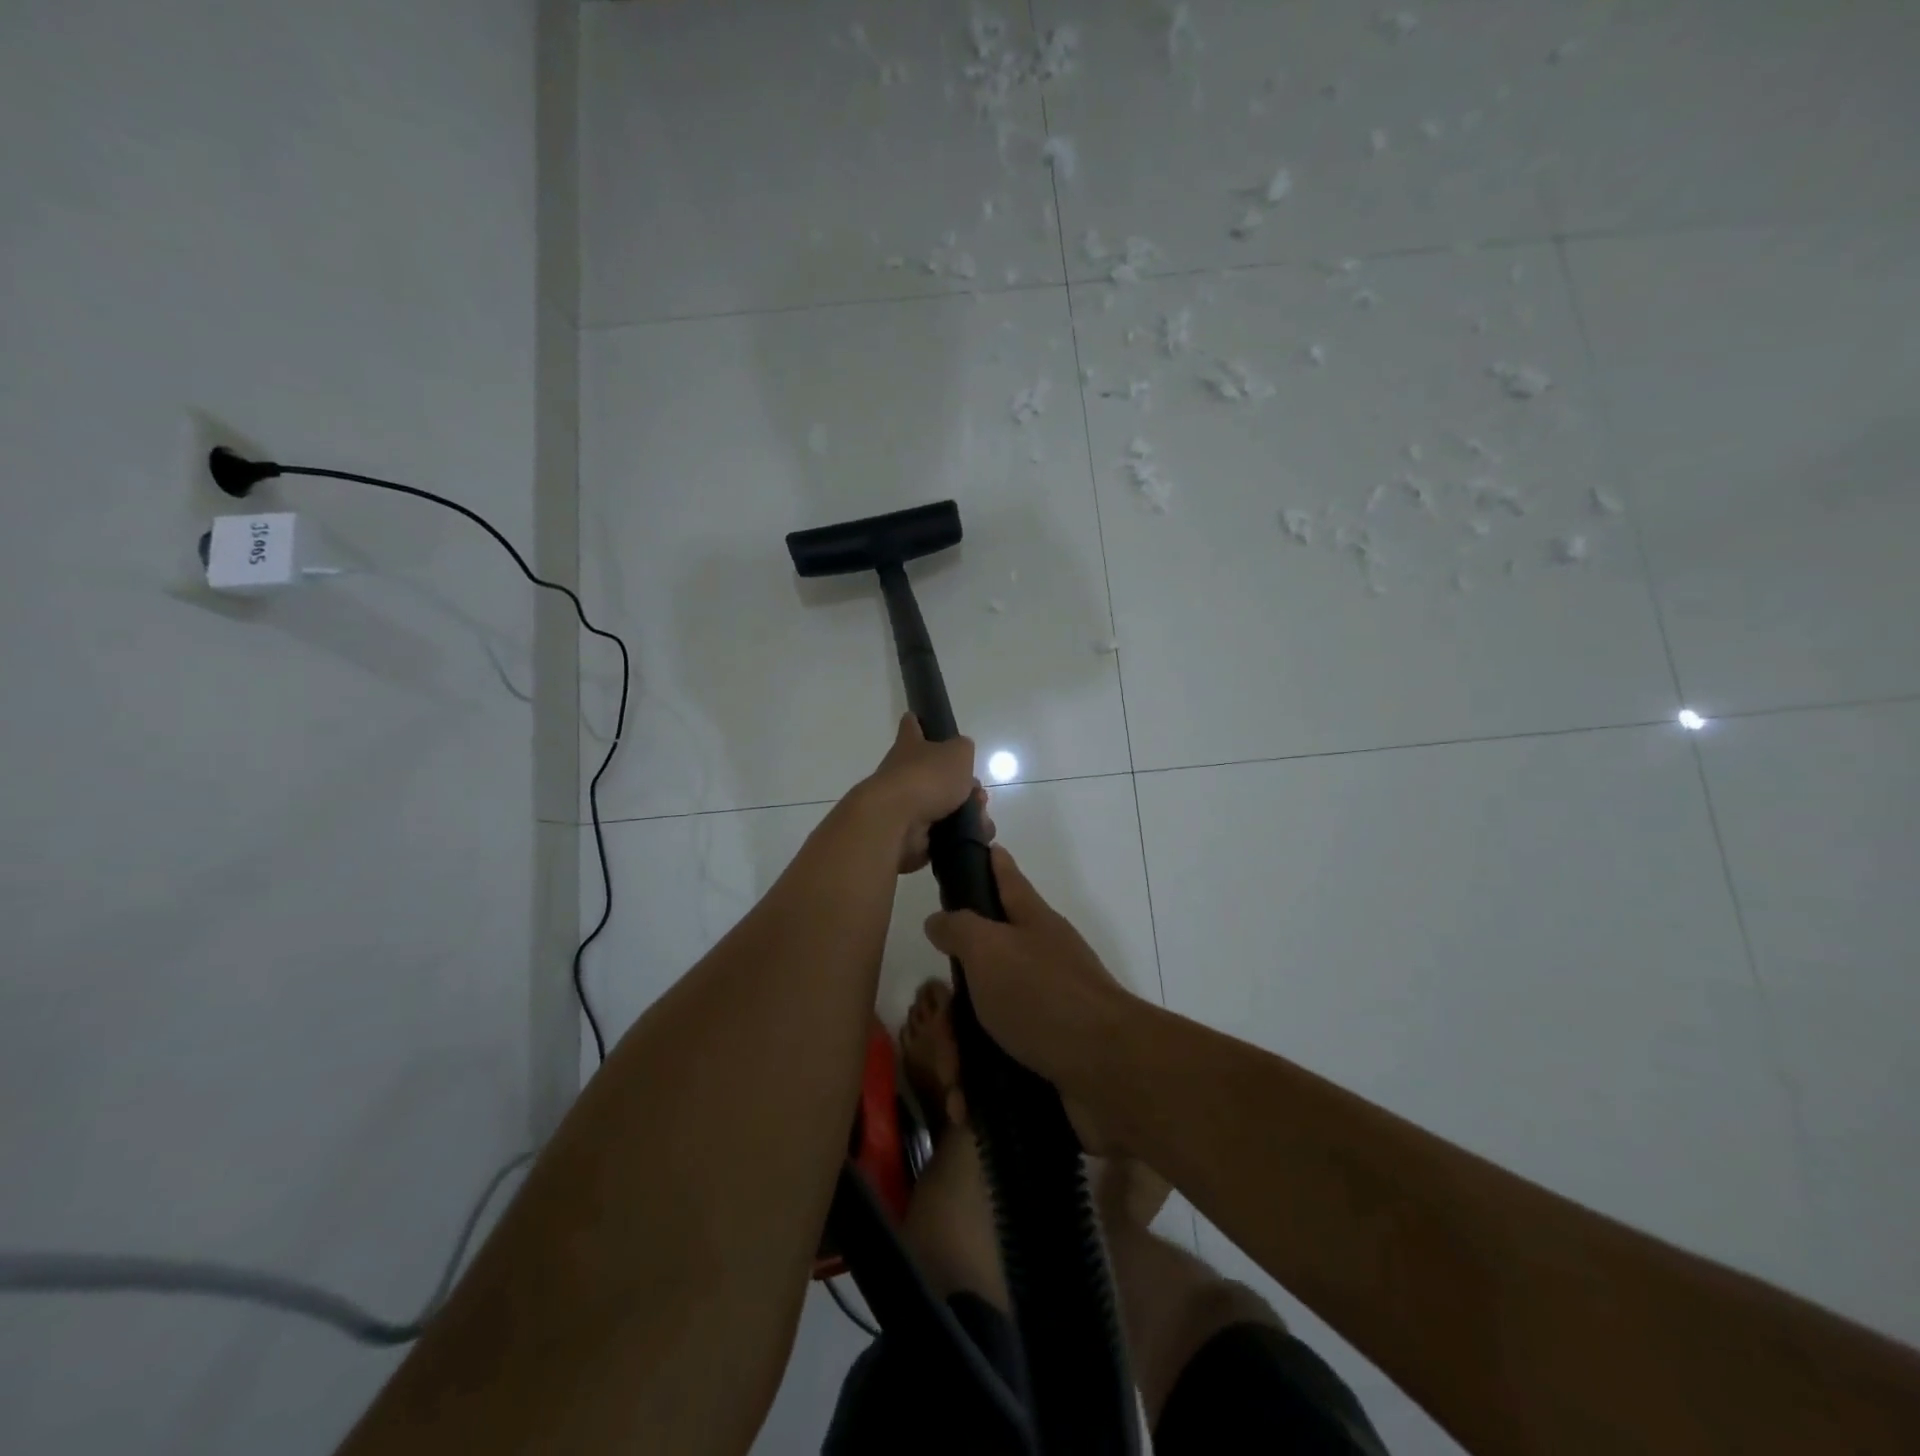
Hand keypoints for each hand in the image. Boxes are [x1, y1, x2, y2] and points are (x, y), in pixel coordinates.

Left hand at [855, 713, 991, 875]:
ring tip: (980, 819)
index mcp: (909, 746)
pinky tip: (974, 836)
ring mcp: (905, 807)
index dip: (918, 722)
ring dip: (966, 812)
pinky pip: (943, 835)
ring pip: (944, 806)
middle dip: (962, 785)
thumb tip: (961, 753)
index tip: (920, 720)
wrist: (896, 824)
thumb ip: (963, 749)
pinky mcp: (911, 836)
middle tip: (978, 793)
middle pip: (935, 774)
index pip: (911, 726)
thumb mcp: (957, 752)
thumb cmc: (926, 778)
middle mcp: (903, 774)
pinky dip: (960, 837)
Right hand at [922, 845, 1140, 1148]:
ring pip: (980, 1022)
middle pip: (977, 968)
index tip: (971, 850)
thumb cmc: (1043, 997)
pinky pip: (995, 1066)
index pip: (1005, 878)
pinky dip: (976, 1086)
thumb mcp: (990, 949)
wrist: (1108, 1073)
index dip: (987, 863)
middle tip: (937, 1028)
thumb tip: (939, 920)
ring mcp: (1042, 1012)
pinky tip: (966, 1106)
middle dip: (949, 1006)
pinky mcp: (1044, 1058)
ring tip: (955, 1082)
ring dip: (957, 1055)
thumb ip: (959, 928)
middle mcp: (1037, 962)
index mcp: (1030, 924)